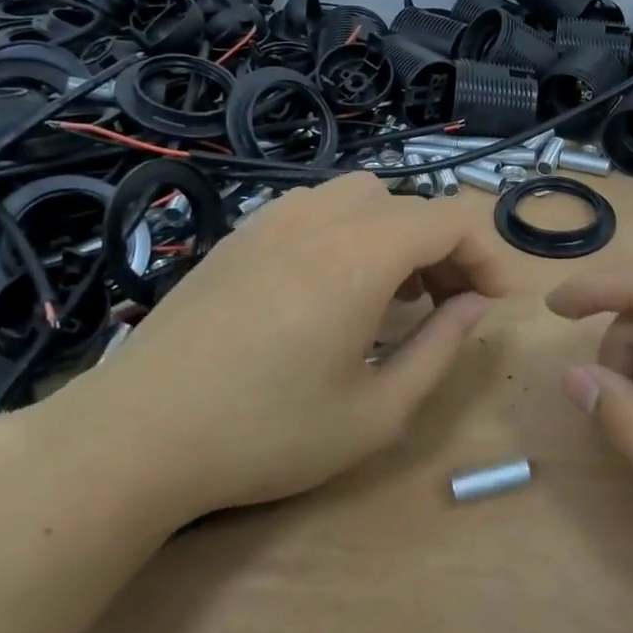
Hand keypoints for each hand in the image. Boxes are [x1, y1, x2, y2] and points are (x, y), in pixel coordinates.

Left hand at [49, 172, 512, 528]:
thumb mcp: (377, 412)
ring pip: (362, 197)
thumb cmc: (267, 433)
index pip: (450, 220)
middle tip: (451, 306)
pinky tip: (333, 288)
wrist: (137, 434)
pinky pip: (317, 209)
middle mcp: (321, 219)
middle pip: (409, 206)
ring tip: (395, 294)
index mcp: (361, 255)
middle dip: (446, 249)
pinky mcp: (240, 235)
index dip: (487, 254)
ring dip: (397, 234)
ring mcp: (273, 220)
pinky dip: (350, 232)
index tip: (495, 302)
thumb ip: (442, 348)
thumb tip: (477, 304)